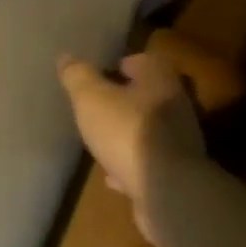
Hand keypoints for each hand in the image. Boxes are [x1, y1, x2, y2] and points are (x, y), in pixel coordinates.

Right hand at [57, 49, 204, 246]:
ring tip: (102, 142)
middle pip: (147, 96)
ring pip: (148, 129)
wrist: (166, 189)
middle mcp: (176, 105)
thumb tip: (66, 57)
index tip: (101, 75)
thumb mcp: (92, 99)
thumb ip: (78, 77)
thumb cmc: (127, 132)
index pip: (142, 61)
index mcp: (160, 79)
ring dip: (127, 134)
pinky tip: (113, 176)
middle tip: (98, 108)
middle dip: (124, 101)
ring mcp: (179, 140)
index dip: (121, 65)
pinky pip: (148, 161)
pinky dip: (131, 164)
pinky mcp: (175, 171)